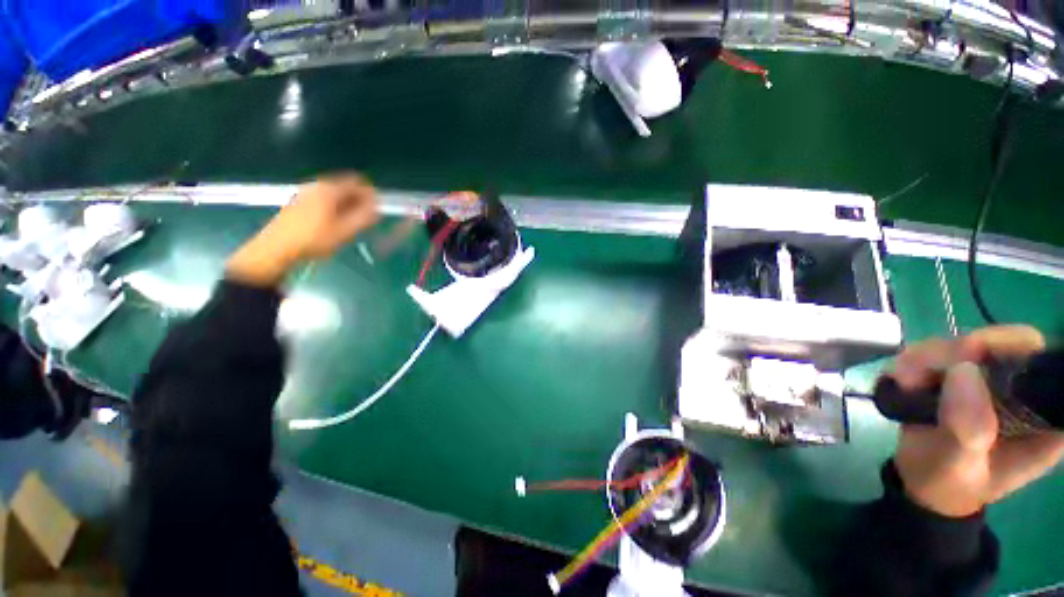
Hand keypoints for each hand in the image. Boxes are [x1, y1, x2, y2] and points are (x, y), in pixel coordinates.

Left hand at [227, 173, 378, 285]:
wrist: (276, 249)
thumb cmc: (314, 240)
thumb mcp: (345, 231)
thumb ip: (365, 216)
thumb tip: (377, 206)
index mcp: (329, 189)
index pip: (357, 182)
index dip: (370, 195)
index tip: (376, 211)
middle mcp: (317, 185)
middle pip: (345, 186)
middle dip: (359, 200)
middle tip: (365, 220)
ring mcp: (305, 193)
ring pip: (334, 194)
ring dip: (347, 205)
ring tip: (350, 224)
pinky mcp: (298, 202)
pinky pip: (324, 199)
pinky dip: (334, 208)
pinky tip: (333, 224)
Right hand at [891, 326, 1063, 516]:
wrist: (922, 486)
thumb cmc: (948, 484)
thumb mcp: (957, 465)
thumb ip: (967, 428)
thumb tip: (963, 370)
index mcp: (1041, 418)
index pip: (1041, 364)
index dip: (1010, 349)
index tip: (967, 356)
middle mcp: (1022, 392)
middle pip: (1001, 346)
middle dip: (956, 352)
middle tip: (919, 372)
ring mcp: (991, 381)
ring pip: (965, 344)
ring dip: (927, 356)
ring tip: (902, 381)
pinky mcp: (963, 376)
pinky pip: (940, 351)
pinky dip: (914, 360)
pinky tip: (900, 380)